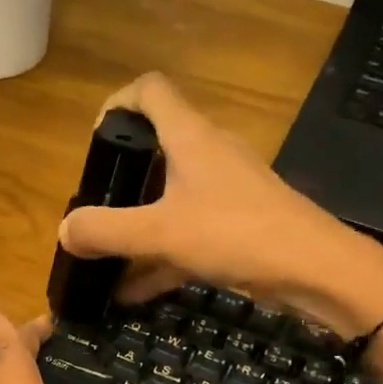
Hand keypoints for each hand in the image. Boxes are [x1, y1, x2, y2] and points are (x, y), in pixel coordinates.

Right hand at [58, 74, 382, 336]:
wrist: (317, 270)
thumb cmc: (236, 234)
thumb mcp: (160, 233)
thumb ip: (106, 230)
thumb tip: (65, 230)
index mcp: (190, 138)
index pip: (151, 91)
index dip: (118, 102)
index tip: (95, 139)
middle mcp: (210, 154)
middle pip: (158, 146)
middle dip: (122, 176)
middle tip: (97, 207)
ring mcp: (228, 190)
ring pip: (171, 196)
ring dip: (139, 223)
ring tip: (106, 257)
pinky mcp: (239, 224)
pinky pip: (188, 232)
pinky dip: (161, 256)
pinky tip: (134, 292)